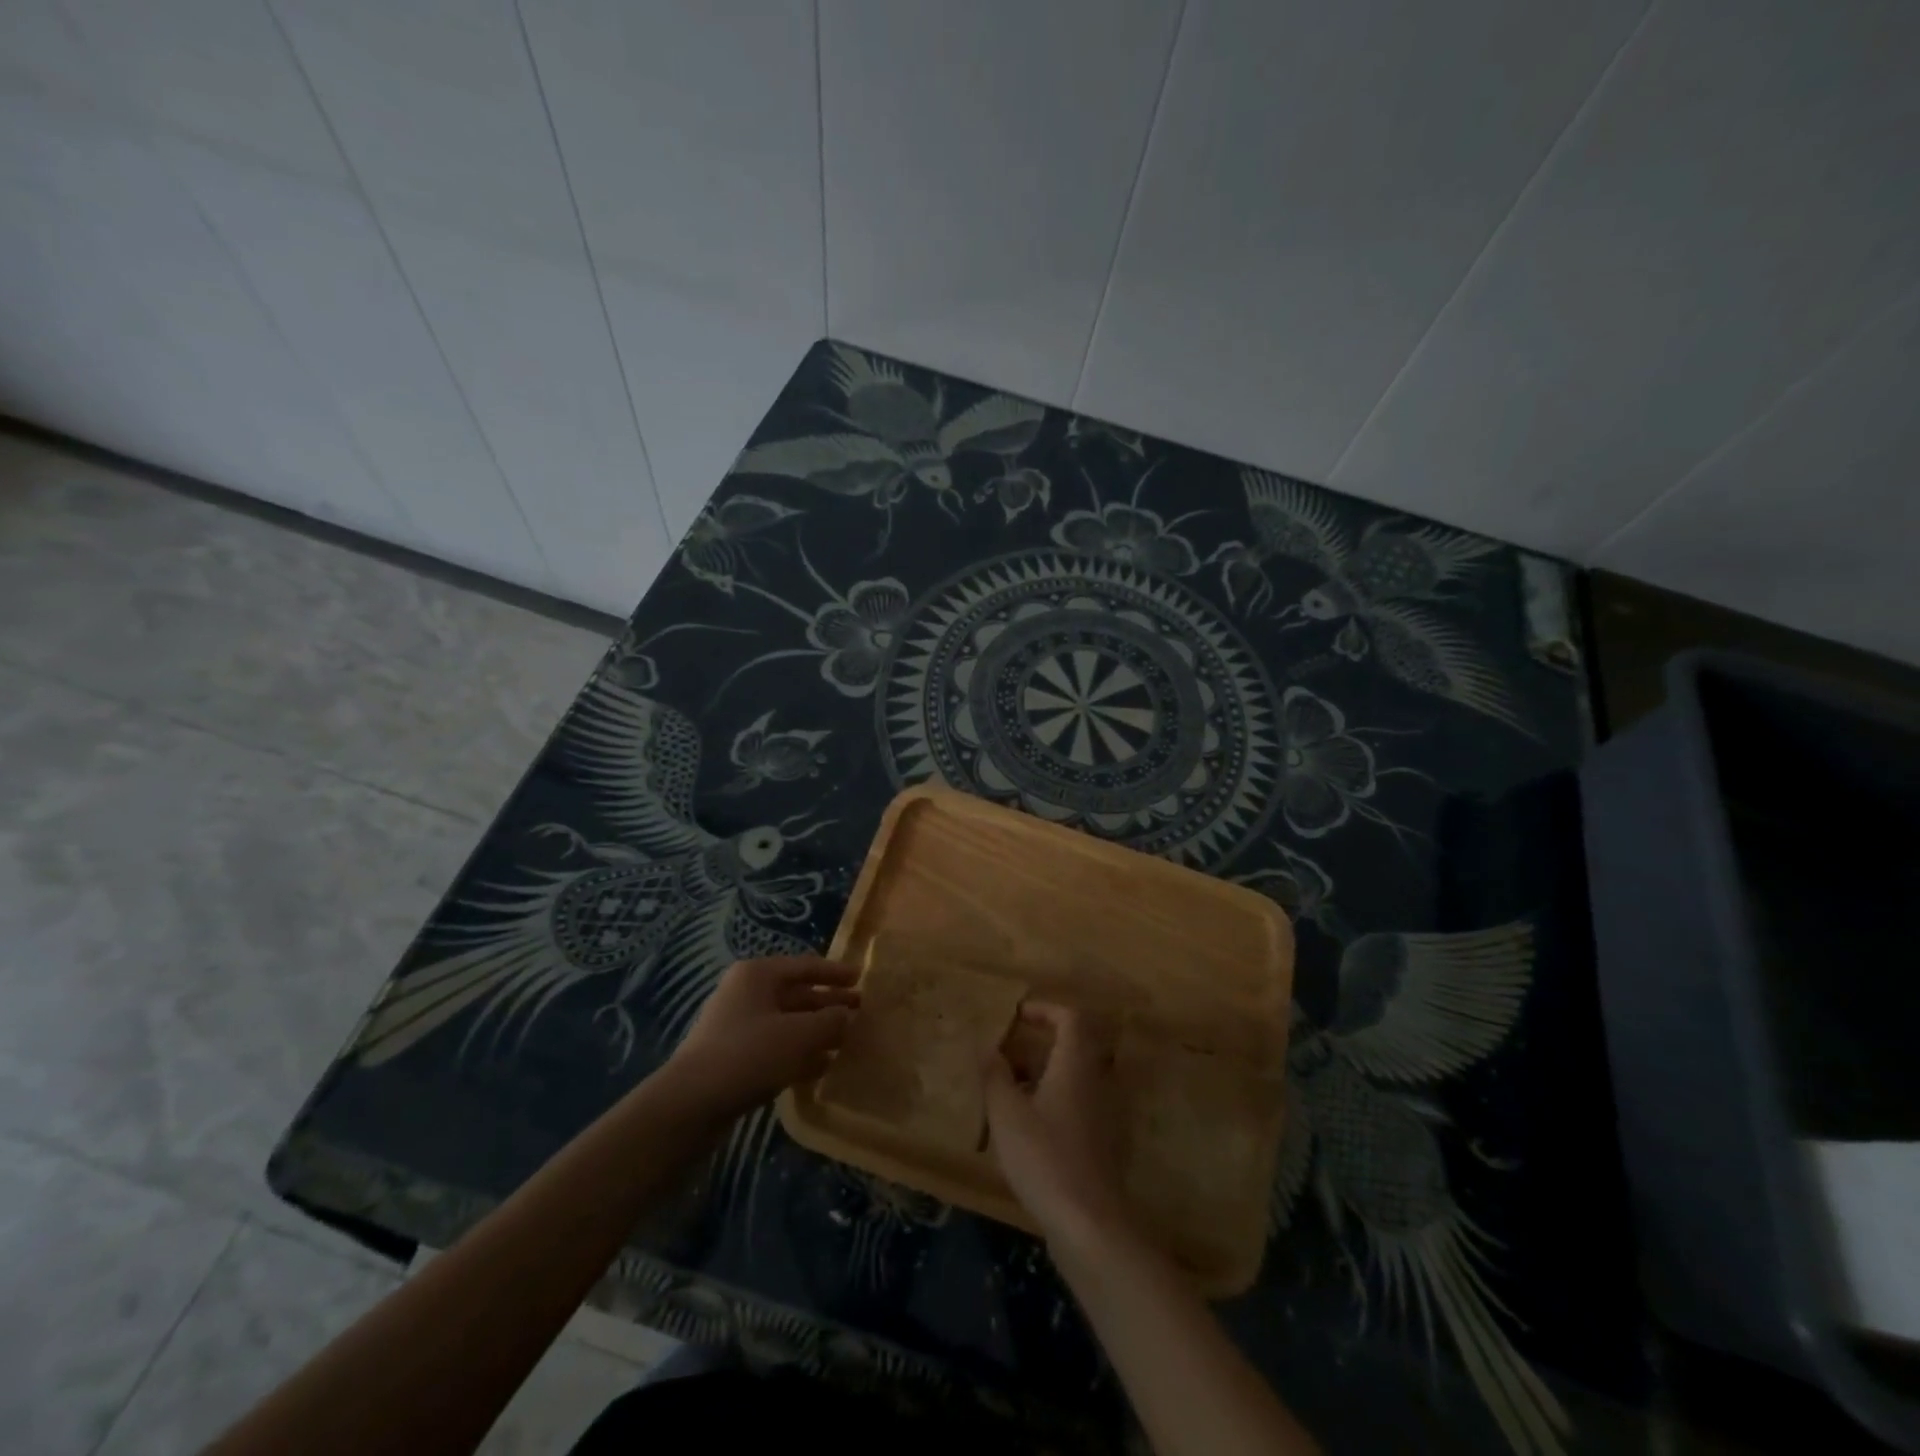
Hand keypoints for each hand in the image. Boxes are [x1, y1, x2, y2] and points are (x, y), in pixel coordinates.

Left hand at [666, 957, 858, 1117]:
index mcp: (758, 974)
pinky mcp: (735, 1057)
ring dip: (817, 1031)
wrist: (690, 1104)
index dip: (835, 972)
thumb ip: (830, 1021)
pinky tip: (822, 1067)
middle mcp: (747, 993)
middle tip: (861, 1012)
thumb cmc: (749, 1054)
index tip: (861, 977)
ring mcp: (738, 1026)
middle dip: (829, 1004)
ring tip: (847, 1042)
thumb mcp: (800, 1034)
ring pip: (788, 1023)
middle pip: (797, 994)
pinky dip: (800, 1053)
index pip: (806, 965)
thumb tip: (847, 1016)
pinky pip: (776, 1047)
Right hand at [983, 1004, 1132, 1246]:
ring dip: (1042, 1074)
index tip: (1017, 1016)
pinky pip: (1075, 1104)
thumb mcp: (1007, 1114)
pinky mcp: (1100, 1142)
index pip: (1071, 1018)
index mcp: (1075, 1066)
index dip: (1045, 1010)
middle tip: (1007, 1054)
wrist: (1090, 1225)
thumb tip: (986, 1045)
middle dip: (1039, 1044)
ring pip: (1073, 1077)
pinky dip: (1051, 1100)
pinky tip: (1025, 1127)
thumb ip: (995, 1075)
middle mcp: (1095, 1082)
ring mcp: (1101, 1114)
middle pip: (1073, 1047)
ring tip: (1007, 1091)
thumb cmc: (1045, 1158)